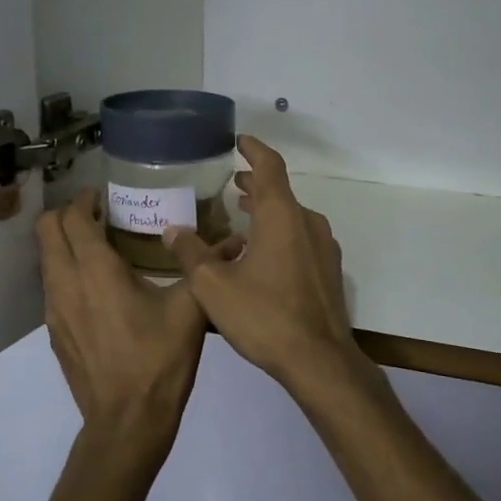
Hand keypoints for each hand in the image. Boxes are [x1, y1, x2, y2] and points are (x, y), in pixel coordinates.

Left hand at [39, 188, 207, 450]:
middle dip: (67, 215)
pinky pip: (52, 287)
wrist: (127, 422)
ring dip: (65, 244)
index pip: (74, 219)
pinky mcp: (55, 334)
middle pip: (47, 231)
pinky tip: (98, 289)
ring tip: (100, 248)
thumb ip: (205, 269)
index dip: (85, 200)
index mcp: (95, 271)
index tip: (104, 196)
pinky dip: (66, 272)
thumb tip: (235, 242)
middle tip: (99, 215)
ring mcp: (54, 312)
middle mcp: (65, 284)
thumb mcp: (191, 310)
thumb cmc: (159, 361)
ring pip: (46, 260)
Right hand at [166, 136, 359, 390]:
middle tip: (230, 183)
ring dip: (266, 210)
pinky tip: (261, 253)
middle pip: (280, 192)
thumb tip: (172, 229)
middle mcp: (307, 223)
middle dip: (254, 183)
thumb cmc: (264, 316)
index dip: (253, 149)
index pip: (269, 167)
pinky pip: (301, 238)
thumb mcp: (213, 286)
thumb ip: (190, 253)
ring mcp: (323, 247)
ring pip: (291, 216)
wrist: (318, 359)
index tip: (239, 141)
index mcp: (281, 216)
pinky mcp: (328, 270)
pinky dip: (279, 232)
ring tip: (240, 213)